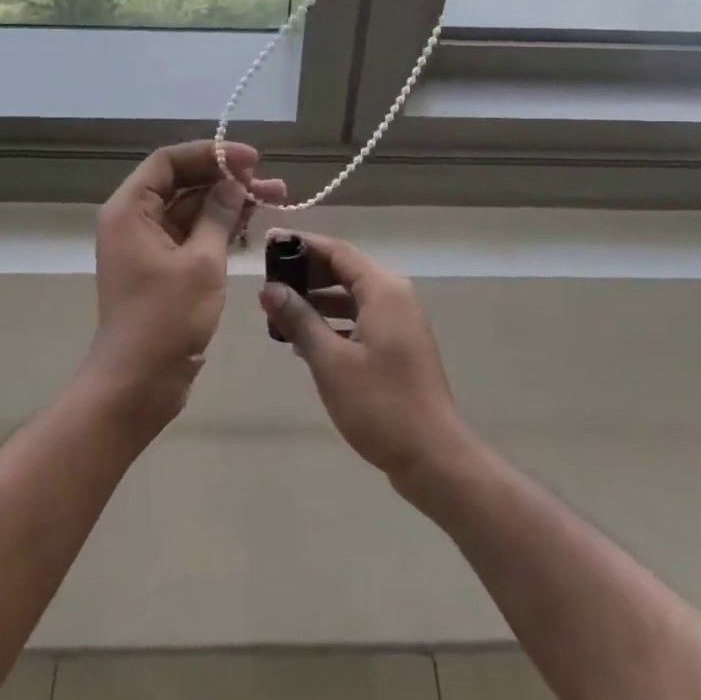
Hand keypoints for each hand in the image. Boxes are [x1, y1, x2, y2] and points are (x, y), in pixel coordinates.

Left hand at [84, 140, 284, 438]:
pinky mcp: (163, 269)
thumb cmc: (165, 319)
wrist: (138, 383)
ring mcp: (149, 246)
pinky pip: (193, 236)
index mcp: (130, 210)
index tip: (251, 159)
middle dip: (227, 179)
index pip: (169, 162)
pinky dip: (220, 228)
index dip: (211, 154)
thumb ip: (218, 215)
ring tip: (275, 198)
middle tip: (271, 182)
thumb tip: (234, 182)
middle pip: (183, 184)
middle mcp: (135, 221)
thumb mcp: (201, 262)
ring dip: (229, 203)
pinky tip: (252, 224)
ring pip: (192, 210)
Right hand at [258, 230, 464, 480]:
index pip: (338, 251)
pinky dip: (334, 320)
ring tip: (279, 310)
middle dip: (307, 273)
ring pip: (353, 295)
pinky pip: (361, 318)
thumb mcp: (330, 360)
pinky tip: (305, 339)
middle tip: (269, 281)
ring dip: (318, 299)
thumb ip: (299, 319)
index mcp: (384, 290)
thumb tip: (269, 288)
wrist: (432, 455)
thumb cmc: (379, 404)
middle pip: (346, 270)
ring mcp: (400, 322)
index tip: (269, 244)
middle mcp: (396, 297)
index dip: (302, 245)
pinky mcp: (399, 345)